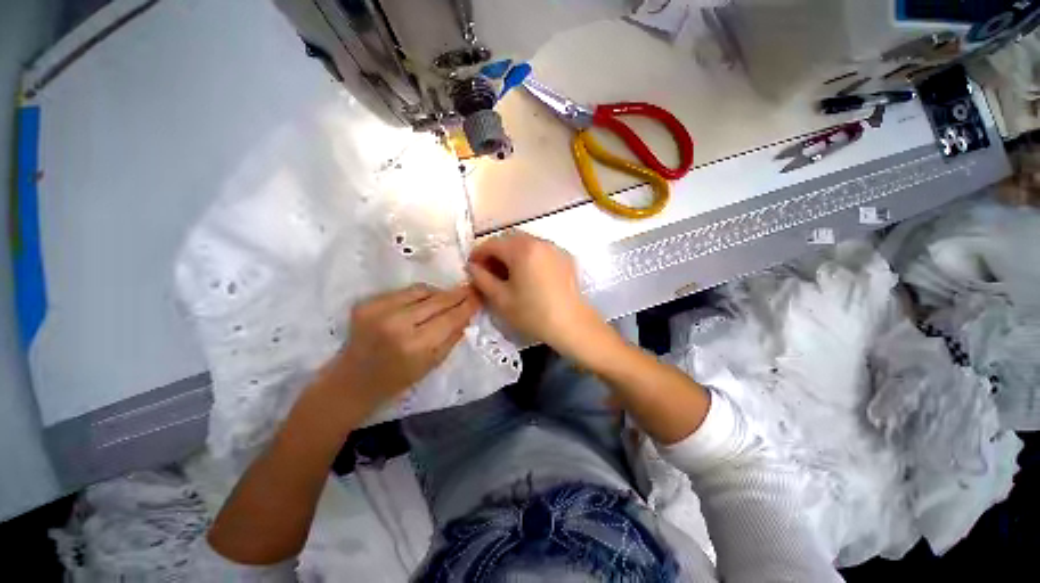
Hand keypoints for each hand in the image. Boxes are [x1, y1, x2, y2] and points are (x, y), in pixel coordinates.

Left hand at [327, 284, 479, 410]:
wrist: (351, 382)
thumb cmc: (397, 380)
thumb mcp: (432, 365)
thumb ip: (452, 338)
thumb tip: (467, 314)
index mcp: (415, 345)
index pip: (450, 317)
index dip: (467, 304)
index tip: (479, 295)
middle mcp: (397, 323)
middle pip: (438, 300)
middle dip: (457, 294)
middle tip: (470, 289)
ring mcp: (379, 310)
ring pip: (421, 290)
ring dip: (438, 293)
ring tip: (447, 298)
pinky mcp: (367, 303)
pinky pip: (404, 291)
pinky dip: (419, 295)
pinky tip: (423, 302)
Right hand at [467, 231, 609, 356]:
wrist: (572, 324)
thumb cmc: (533, 314)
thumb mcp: (501, 299)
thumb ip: (482, 279)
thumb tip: (472, 267)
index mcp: (521, 249)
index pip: (491, 243)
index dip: (478, 254)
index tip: (472, 268)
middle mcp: (539, 241)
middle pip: (509, 239)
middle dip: (495, 252)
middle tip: (489, 271)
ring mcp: (554, 248)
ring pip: (526, 243)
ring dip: (512, 253)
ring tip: (508, 273)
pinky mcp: (565, 257)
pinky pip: (540, 250)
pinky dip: (529, 256)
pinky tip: (528, 274)